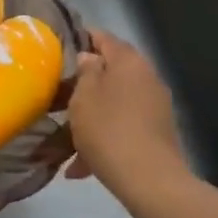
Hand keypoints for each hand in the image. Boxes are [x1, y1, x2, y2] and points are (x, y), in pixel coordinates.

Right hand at [65, 31, 191, 208]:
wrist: (149, 180)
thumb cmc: (108, 129)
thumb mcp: (84, 97)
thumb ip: (85, 71)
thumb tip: (90, 58)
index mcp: (129, 61)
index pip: (103, 38)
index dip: (82, 38)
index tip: (60, 48)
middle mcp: (147, 77)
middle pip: (112, 71)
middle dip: (86, 83)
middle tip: (60, 94)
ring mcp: (155, 106)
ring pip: (115, 102)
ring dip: (93, 114)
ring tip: (66, 137)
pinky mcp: (157, 132)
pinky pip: (124, 125)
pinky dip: (105, 136)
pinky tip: (82, 165)